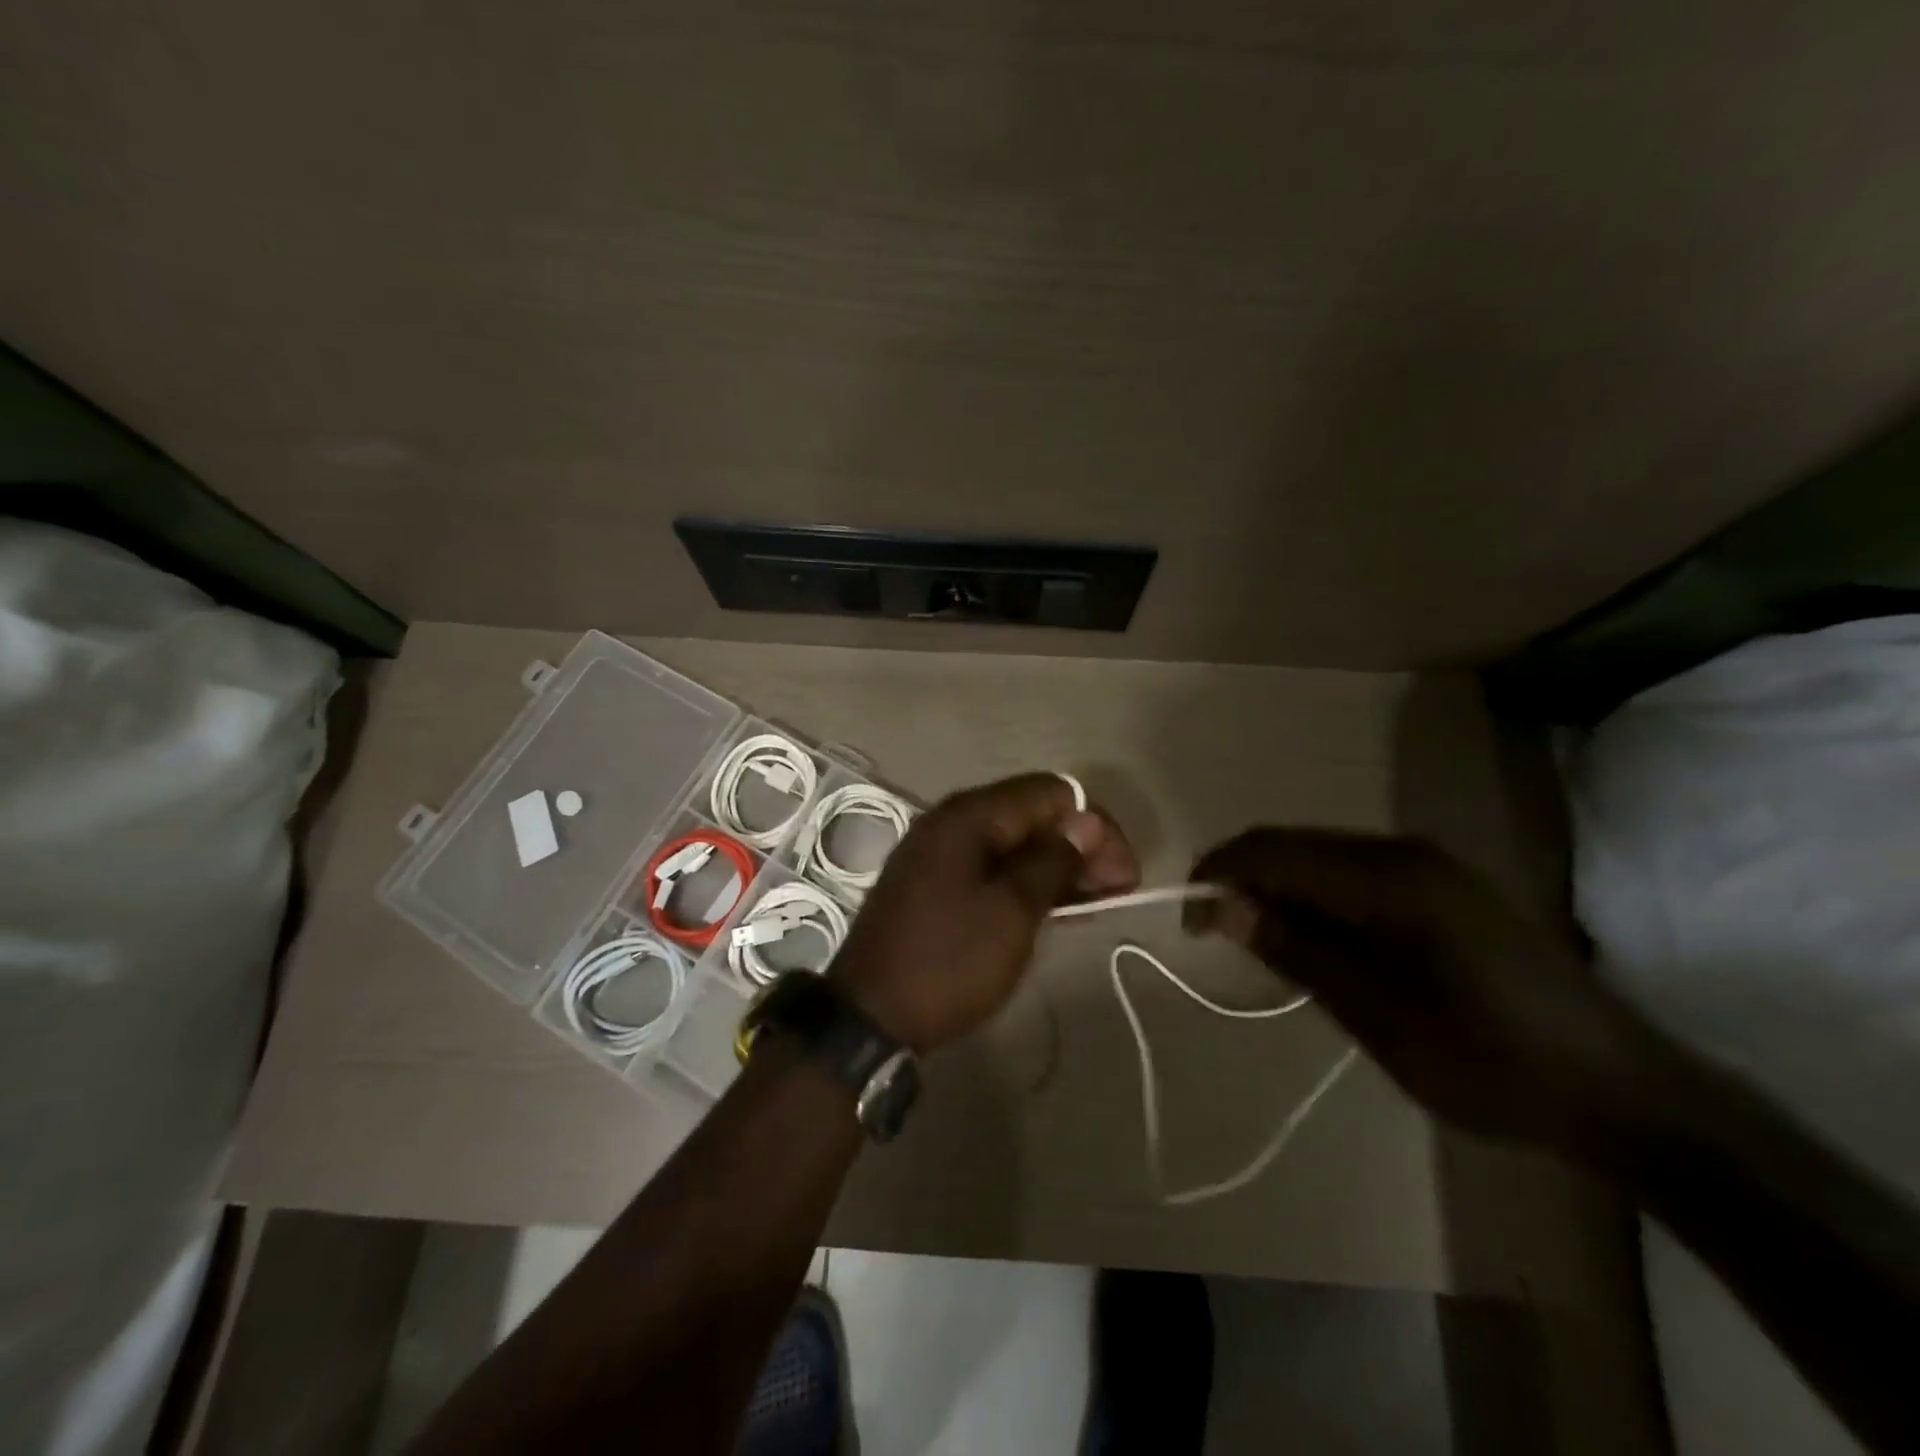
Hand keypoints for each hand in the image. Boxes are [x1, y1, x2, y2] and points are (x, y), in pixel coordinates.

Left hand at [828, 774, 1138, 1051]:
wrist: (870, 1016)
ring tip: (1096, 901)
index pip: (1050, 793)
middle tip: (1119, 890)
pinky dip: (1027, 881)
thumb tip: (1087, 823)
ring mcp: (939, 853)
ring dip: (1057, 865)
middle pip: (1031, 814)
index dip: (1096, 826)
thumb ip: (1053, 862)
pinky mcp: (935, 884)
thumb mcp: (1011, 912)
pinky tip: (1056, 906)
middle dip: (1080, 845)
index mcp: (969, 816)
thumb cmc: (948, 961)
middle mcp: (952, 822)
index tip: (1125, 873)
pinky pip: (992, 867)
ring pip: (1013, 843)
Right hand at [1187, 827, 1660, 1158]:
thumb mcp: (1377, 1017)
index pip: (1274, 850)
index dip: (1218, 875)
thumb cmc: (1492, 1063)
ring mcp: (1429, 866)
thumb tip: (1223, 907)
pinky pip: (1352, 876)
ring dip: (1280, 892)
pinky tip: (1320, 946)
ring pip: (1320, 858)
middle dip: (1245, 882)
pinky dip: (1317, 901)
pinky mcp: (1442, 888)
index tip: (1189, 924)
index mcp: (1390, 877)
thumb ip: (1296, 951)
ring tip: (1268, 950)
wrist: (1625, 1093)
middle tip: (1222, 939)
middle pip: (1293, 845)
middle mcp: (1405, 852)